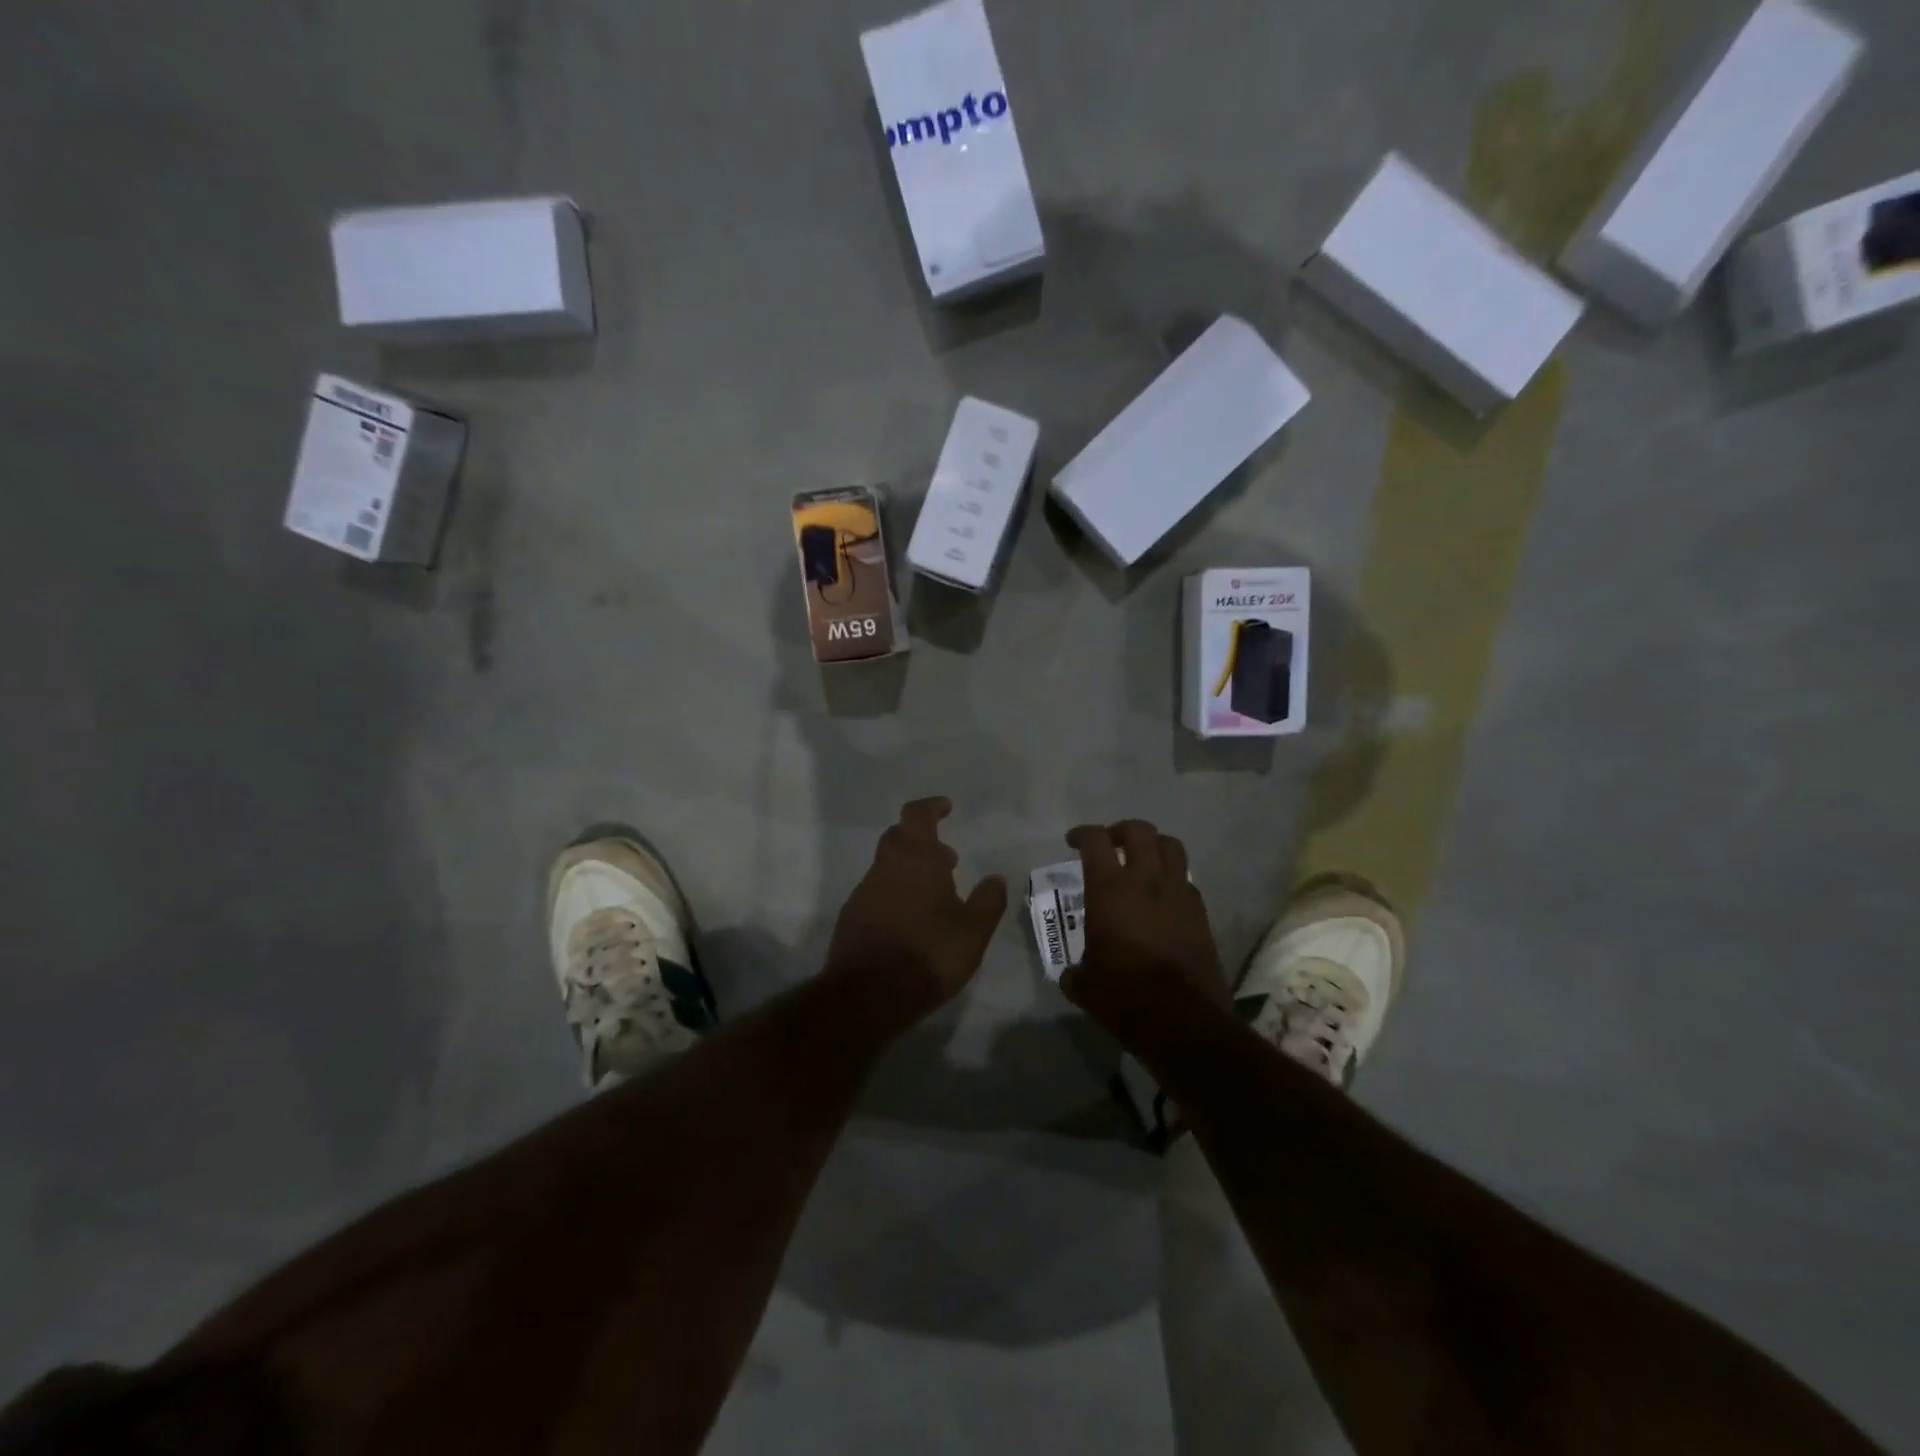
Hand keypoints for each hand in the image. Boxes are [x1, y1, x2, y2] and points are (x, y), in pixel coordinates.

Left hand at [826, 798, 1008, 1031]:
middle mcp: (885, 867)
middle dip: (922, 840)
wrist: (868, 994)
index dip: (931, 807)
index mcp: (915, 858)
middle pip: (898, 838)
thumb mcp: (973, 931)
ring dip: (909, 871)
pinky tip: (910, 922)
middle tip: (947, 859)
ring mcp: (863, 892)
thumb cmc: (928, 953)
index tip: (946, 807)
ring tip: (935, 897)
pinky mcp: (851, 918)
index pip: (917, 815)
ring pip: (887, 867)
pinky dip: (895, 895)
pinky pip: (876, 893)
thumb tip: (995, 878)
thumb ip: (988, 901)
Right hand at [1059, 820, 1228, 1034]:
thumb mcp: (1085, 985)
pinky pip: (1187, 880)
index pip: (1095, 840)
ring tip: (1143, 861)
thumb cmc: (1123, 996)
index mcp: (1110, 889)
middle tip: (1111, 844)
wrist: (1182, 1020)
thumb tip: (1073, 975)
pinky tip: (1164, 898)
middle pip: (1138, 830)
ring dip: (1154, 846)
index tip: (1074, 841)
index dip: (1082, 834)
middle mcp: (1146, 880)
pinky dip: (1174, 879)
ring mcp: (1178, 894)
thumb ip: (1076, 972)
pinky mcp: (1201, 913)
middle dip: (1121, 830)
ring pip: (1171, 845)